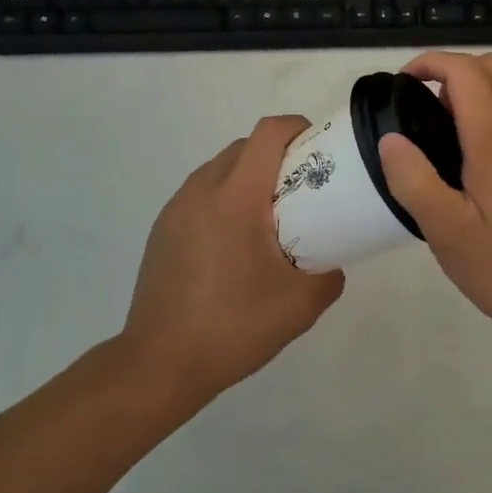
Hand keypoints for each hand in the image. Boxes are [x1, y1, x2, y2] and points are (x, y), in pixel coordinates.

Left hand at [123, 115, 343, 401]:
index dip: (298, 128)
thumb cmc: (232, 326)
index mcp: (236, 197)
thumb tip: (332, 261)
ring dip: (249, 175)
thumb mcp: (300, 306)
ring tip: (270, 215)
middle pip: (245, 147)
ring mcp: (177, 208)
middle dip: (277, 153)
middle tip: (303, 186)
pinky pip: (201, 193)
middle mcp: (202, 190)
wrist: (159, 364)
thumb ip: (329, 275)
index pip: (268, 134)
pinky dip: (225, 198)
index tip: (321, 147)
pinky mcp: (163, 228)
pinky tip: (235, 242)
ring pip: (220, 168)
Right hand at [377, 52, 491, 344]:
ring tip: (437, 136)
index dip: (429, 63)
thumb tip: (390, 139)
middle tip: (419, 105)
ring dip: (471, 91)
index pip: (465, 70)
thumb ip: (414, 181)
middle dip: (451, 69)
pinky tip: (467, 165)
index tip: (401, 85)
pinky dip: (488, 114)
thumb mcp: (449, 233)